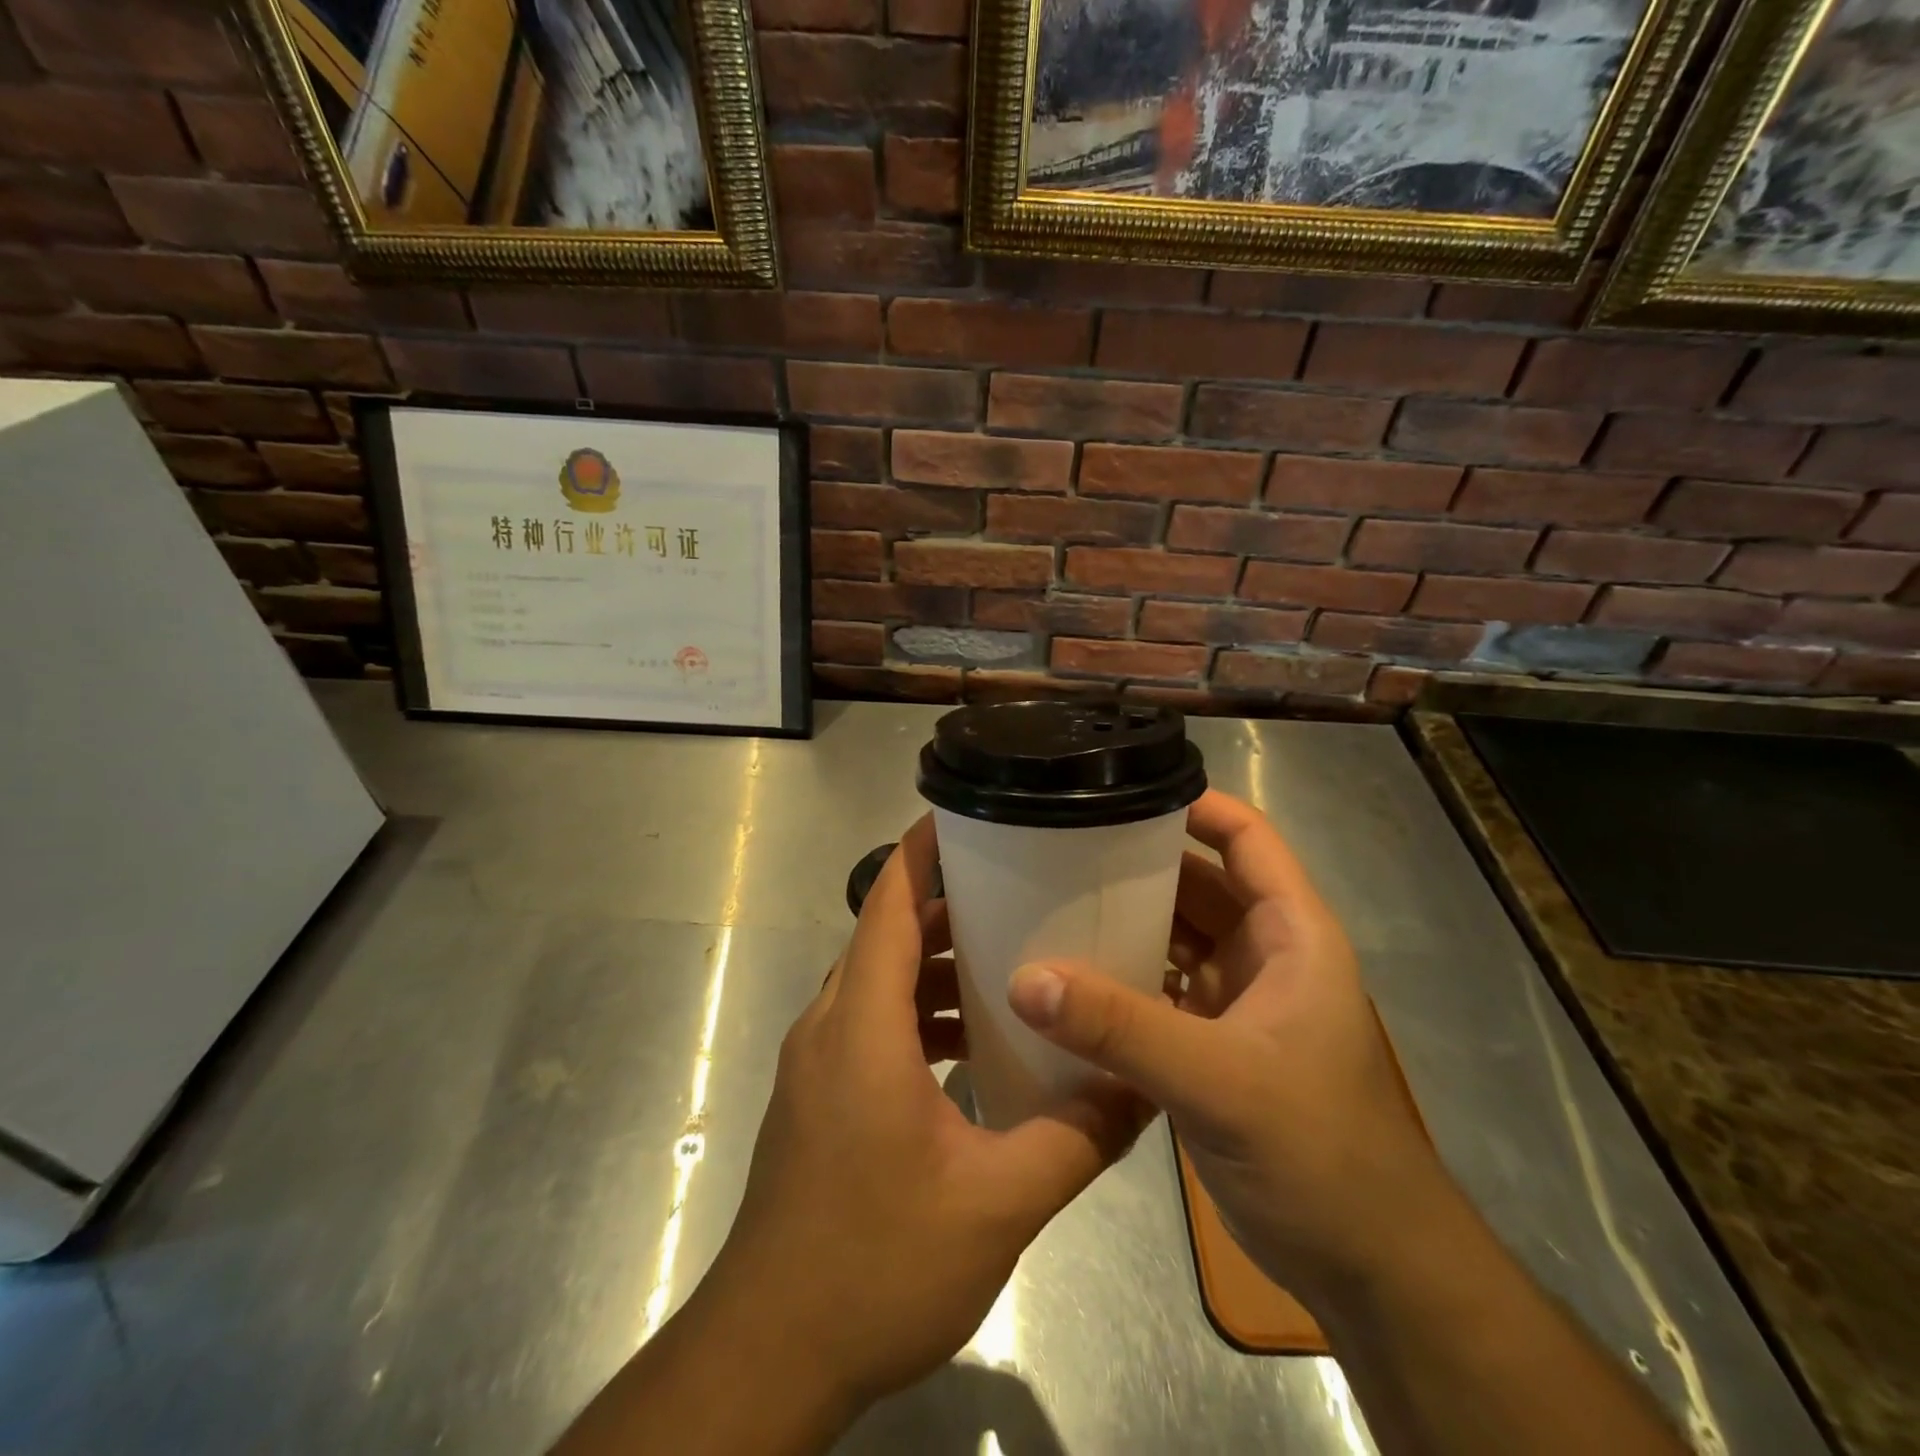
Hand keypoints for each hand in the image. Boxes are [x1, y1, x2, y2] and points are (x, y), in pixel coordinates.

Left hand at [706, 813, 1148, 1414]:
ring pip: (879, 981)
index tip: (965, 813)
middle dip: (947, 905)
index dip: (920, 849)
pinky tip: (973, 1043)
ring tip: (1008, 959)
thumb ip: (1076, 1139)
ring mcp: (819, 1061)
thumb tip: (1142, 1090)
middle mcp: (831, 1025)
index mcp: (861, 1024)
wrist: (771, 1352)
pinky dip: (919, 1013)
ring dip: (935, 965)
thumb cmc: (875, 1263)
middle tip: (1019, 889)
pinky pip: (873, 1024)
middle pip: (886, 934)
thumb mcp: (996, 1204)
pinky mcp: (821, 1095)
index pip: (886, 902)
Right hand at [1007, 789, 1450, 1303]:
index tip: (1120, 791)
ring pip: (1174, 936)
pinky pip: (1158, 987)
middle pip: (1196, 882)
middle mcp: (1263, 955)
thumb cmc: (1321, 1154)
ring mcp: (1237, 1001)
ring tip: (1049, 902)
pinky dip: (1120, 978)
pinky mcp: (1212, 1044)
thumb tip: (1027, 978)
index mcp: (1290, 934)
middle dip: (1136, 864)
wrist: (1370, 1269)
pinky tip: (1068, 980)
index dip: (1194, 805)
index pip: (1246, 838)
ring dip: (1123, 922)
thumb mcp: (1220, 1081)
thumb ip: (1123, 1028)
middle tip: (1058, 848)